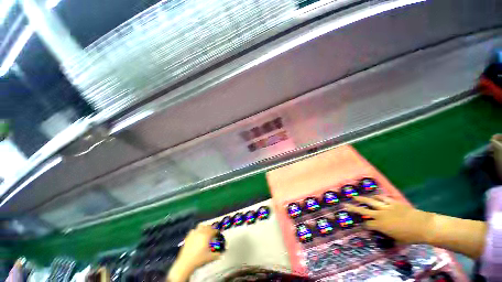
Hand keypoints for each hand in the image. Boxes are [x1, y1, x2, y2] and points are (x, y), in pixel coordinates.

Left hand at [168, 224, 221, 281]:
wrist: (185, 263)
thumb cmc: (199, 259)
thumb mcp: (209, 257)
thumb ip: (216, 255)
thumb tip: (220, 254)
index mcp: (206, 235)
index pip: (213, 230)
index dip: (216, 231)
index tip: (217, 233)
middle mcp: (200, 232)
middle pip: (207, 226)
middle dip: (210, 228)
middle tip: (212, 233)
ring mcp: (193, 234)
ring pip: (200, 226)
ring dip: (203, 228)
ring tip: (204, 232)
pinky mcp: (188, 237)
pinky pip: (193, 230)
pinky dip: (196, 231)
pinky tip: (196, 236)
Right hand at [344, 195, 432, 243]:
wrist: (423, 226)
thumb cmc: (410, 236)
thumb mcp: (397, 240)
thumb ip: (387, 235)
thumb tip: (382, 233)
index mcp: (380, 225)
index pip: (367, 224)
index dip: (364, 225)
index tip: (362, 225)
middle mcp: (380, 215)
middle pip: (363, 210)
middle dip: (353, 208)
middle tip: (345, 204)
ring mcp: (386, 207)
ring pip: (370, 201)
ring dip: (362, 199)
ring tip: (354, 196)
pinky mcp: (393, 202)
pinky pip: (383, 198)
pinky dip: (377, 197)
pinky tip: (374, 196)